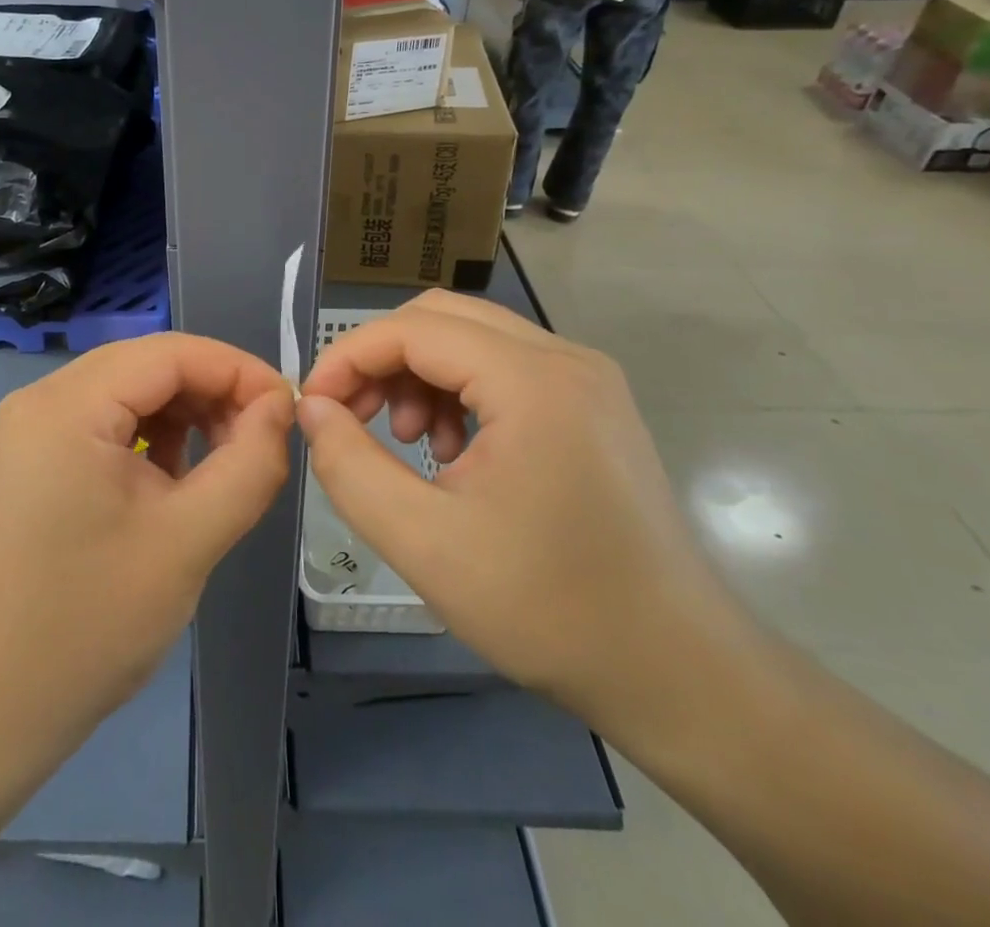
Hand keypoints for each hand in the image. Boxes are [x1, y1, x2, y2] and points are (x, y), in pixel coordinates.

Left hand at [0, 333, 292, 758]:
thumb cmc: (90, 624)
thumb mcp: (188, 541)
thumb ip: (248, 464)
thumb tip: (279, 408)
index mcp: (66, 407)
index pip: (168, 353)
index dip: (236, 369)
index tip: (286, 408)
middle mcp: (41, 400)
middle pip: (146, 366)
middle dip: (212, 392)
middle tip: (261, 437)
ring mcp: (31, 429)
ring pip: (129, 391)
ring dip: (185, 413)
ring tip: (227, 459)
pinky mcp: (34, 458)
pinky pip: (106, 422)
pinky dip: (152, 436)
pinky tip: (178, 475)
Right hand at [298, 292, 739, 726]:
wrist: (678, 672)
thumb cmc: (548, 609)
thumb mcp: (423, 543)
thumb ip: (349, 465)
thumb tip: (311, 407)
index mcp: (532, 381)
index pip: (412, 329)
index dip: (349, 357)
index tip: (313, 406)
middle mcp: (565, 357)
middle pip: (442, 318)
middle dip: (382, 360)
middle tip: (352, 418)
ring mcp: (586, 378)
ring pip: (472, 338)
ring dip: (419, 374)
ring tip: (406, 441)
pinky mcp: (592, 403)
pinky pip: (505, 367)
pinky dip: (459, 391)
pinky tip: (453, 453)